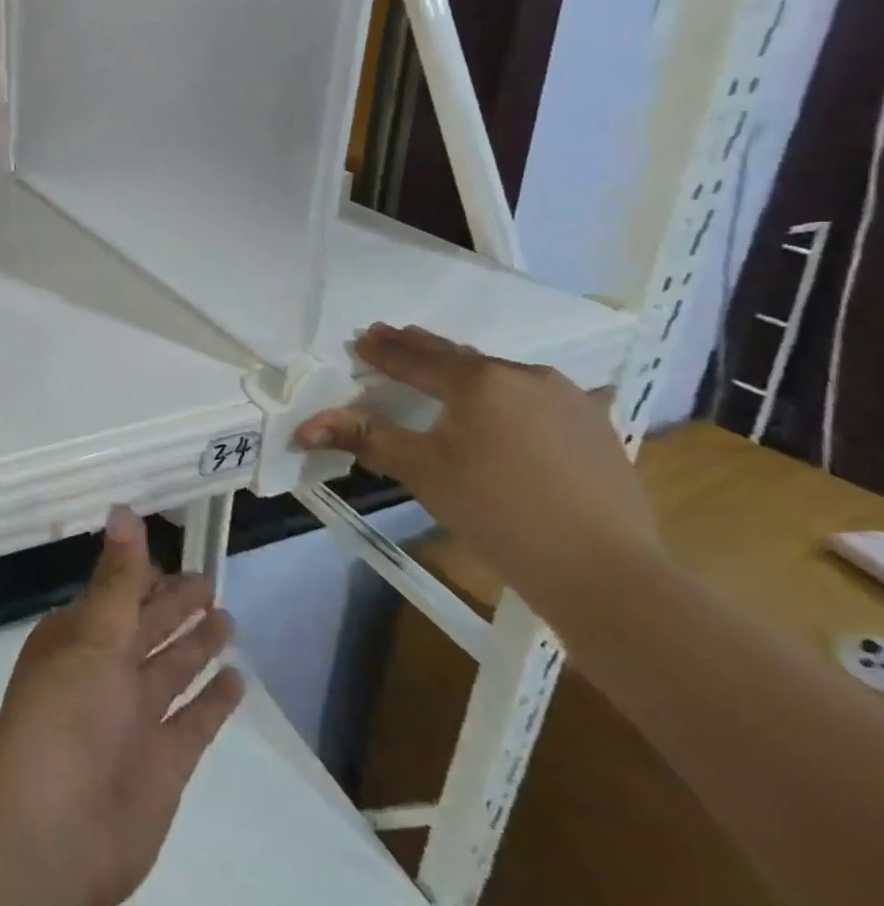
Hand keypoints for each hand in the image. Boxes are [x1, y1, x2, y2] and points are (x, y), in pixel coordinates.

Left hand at [0, 506, 244, 905]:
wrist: (54, 833)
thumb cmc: (65, 717)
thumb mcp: (93, 636)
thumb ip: (117, 577)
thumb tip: (123, 508)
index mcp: (77, 637)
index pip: (116, 593)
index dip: (142, 573)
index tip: (172, 551)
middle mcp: (104, 671)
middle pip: (147, 627)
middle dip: (174, 603)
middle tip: (209, 577)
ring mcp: (133, 717)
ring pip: (171, 668)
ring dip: (195, 644)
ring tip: (227, 615)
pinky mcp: (163, 763)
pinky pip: (193, 721)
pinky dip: (212, 700)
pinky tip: (236, 678)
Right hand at [295, 323, 660, 619]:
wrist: (603, 569)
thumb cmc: (496, 511)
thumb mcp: (420, 471)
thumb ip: (363, 438)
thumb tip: (303, 428)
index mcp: (478, 380)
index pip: (416, 359)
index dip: (384, 350)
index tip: (362, 338)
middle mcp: (524, 375)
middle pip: (459, 357)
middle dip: (421, 348)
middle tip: (392, 336)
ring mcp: (567, 398)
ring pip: (500, 374)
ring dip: (465, 369)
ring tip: (442, 366)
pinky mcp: (595, 425)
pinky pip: (536, 395)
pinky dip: (505, 393)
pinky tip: (502, 404)